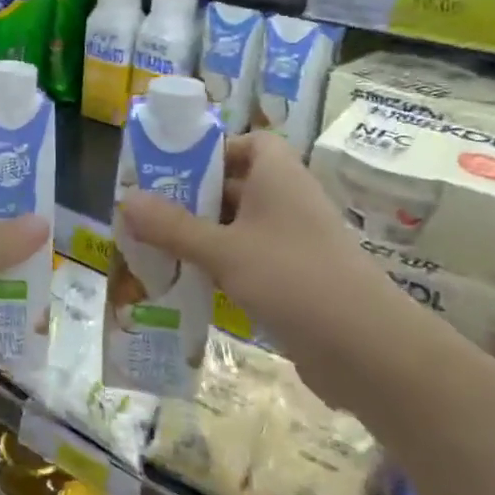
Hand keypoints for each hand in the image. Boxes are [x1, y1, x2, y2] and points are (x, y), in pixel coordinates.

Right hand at [117, 133, 410, 402]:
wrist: (368, 351)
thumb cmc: (294, 279)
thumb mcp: (224, 251)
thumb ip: (173, 226)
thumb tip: (125, 200)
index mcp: (279, 177)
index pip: (250, 144)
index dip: (214, 151)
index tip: (174, 170)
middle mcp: (289, 202)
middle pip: (236, 186)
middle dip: (193, 198)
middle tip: (147, 212)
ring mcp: (294, 243)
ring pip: (240, 227)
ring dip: (202, 235)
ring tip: (156, 247)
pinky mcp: (296, 280)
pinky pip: (250, 261)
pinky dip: (221, 267)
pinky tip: (189, 284)